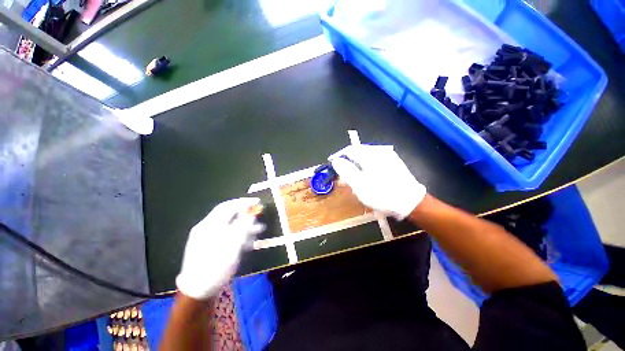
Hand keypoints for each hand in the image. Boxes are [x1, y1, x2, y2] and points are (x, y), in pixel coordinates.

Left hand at [176, 198, 264, 299]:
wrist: (197, 291)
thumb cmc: (215, 268)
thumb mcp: (232, 247)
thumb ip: (242, 229)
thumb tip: (251, 215)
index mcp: (210, 226)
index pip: (228, 207)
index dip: (243, 202)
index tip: (257, 201)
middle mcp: (207, 228)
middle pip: (229, 215)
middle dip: (246, 213)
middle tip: (259, 214)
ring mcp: (207, 237)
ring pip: (230, 225)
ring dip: (245, 226)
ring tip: (260, 229)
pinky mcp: (210, 245)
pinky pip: (227, 235)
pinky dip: (239, 235)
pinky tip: (249, 241)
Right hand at [329, 145, 425, 219]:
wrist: (410, 202)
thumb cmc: (382, 194)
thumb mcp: (359, 185)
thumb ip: (346, 171)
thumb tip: (336, 160)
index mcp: (370, 155)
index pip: (349, 150)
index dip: (338, 156)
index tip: (332, 164)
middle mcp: (379, 151)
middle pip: (357, 152)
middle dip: (348, 161)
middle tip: (343, 174)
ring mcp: (387, 155)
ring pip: (365, 156)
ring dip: (357, 164)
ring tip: (354, 177)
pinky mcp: (393, 161)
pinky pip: (374, 160)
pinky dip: (366, 166)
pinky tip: (367, 176)